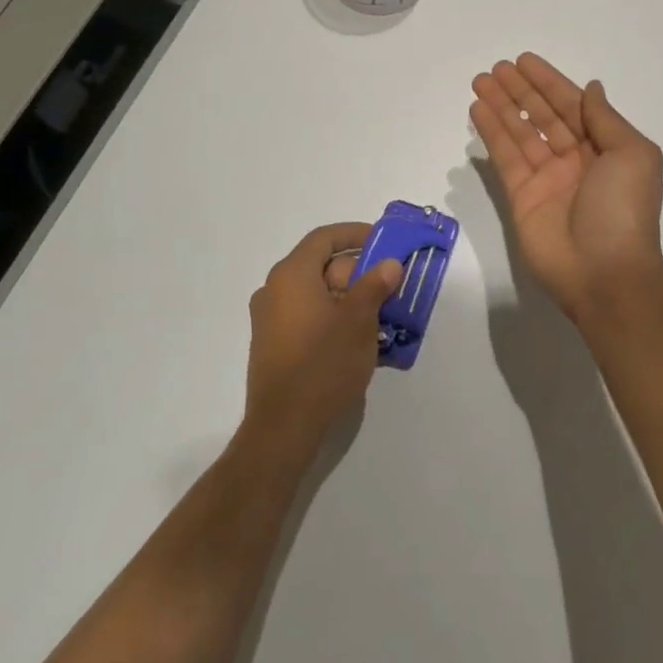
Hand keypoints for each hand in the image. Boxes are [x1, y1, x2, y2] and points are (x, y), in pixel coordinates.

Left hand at [244, 223, 402, 453]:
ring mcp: (271, 320)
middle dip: (360, 273)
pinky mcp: (274, 346)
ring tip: (384, 317)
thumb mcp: (359, 320)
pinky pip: (309, 317)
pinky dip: (335, 319)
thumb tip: (389, 264)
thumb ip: (375, 285)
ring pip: (319, 295)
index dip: (355, 234)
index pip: (325, 238)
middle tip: (391, 287)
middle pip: (323, 267)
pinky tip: (362, 341)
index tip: (384, 241)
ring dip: (351, 299)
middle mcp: (275, 291)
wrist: (284, 428)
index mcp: (291, 275)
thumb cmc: (323, 364)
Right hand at [470, 53, 662, 326]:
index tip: (525, 61)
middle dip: (521, 91)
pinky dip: (492, 133)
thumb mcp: (632, 155)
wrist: (605, 273)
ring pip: (520, 132)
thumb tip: (592, 88)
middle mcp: (575, 159)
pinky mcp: (521, 197)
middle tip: (496, 67)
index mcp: (605, 148)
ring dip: (501, 106)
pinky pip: (505, 157)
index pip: (572, 105)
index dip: (549, 82)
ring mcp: (546, 178)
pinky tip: (478, 110)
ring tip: (480, 81)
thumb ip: (605, 119)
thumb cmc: (624, 209)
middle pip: (543, 115)